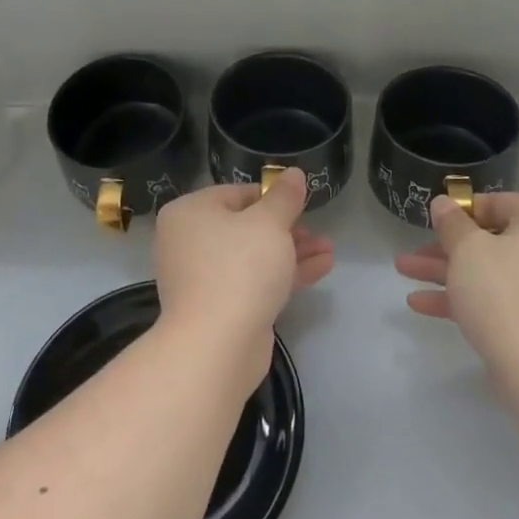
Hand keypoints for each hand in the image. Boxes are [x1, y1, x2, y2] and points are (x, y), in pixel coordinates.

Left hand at [154, 169, 333, 383]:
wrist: (217, 344)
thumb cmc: (239, 267)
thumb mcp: (269, 223)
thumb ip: (285, 197)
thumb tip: (293, 174)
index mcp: (190, 213)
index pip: (236, 193)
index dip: (272, 197)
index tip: (302, 203)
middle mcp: (189, 242)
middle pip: (246, 226)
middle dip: (288, 228)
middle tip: (318, 231)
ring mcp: (203, 278)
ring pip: (254, 256)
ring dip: (292, 251)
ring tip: (329, 250)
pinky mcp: (220, 307)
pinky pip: (254, 281)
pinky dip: (284, 274)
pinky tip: (321, 268)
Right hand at [395, 192, 518, 386]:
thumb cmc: (507, 297)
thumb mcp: (468, 251)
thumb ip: (452, 223)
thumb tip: (444, 203)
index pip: (497, 204)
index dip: (458, 213)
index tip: (429, 223)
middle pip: (492, 241)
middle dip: (445, 249)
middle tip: (410, 254)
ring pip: (492, 272)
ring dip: (447, 273)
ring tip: (403, 274)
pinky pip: (503, 299)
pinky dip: (468, 299)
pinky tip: (423, 304)